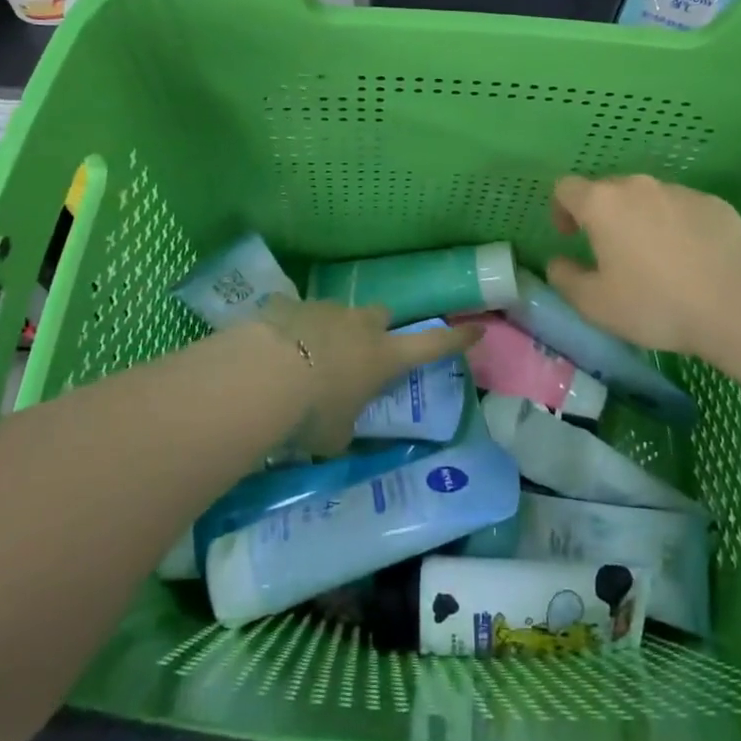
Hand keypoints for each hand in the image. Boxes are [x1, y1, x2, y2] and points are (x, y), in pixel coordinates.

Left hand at [257, 296, 481, 455]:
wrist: (263, 374)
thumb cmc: (312, 413)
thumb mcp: (335, 436)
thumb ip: (344, 427)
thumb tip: (338, 430)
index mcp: (384, 356)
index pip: (431, 345)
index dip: (455, 339)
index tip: (476, 329)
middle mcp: (361, 325)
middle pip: (381, 316)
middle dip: (375, 331)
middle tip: (358, 355)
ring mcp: (326, 309)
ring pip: (339, 313)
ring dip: (332, 332)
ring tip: (306, 361)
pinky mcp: (291, 305)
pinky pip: (299, 315)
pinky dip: (294, 330)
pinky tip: (274, 352)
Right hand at [547, 174, 740, 361]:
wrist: (739, 304)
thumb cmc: (656, 303)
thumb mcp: (596, 305)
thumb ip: (566, 279)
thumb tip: (558, 263)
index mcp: (602, 203)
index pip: (566, 188)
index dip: (561, 209)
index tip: (570, 237)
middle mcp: (638, 186)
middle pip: (608, 190)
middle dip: (603, 216)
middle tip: (611, 253)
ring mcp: (680, 191)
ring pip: (648, 198)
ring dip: (641, 220)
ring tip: (655, 260)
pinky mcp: (715, 204)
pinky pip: (682, 209)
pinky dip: (676, 227)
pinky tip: (691, 261)